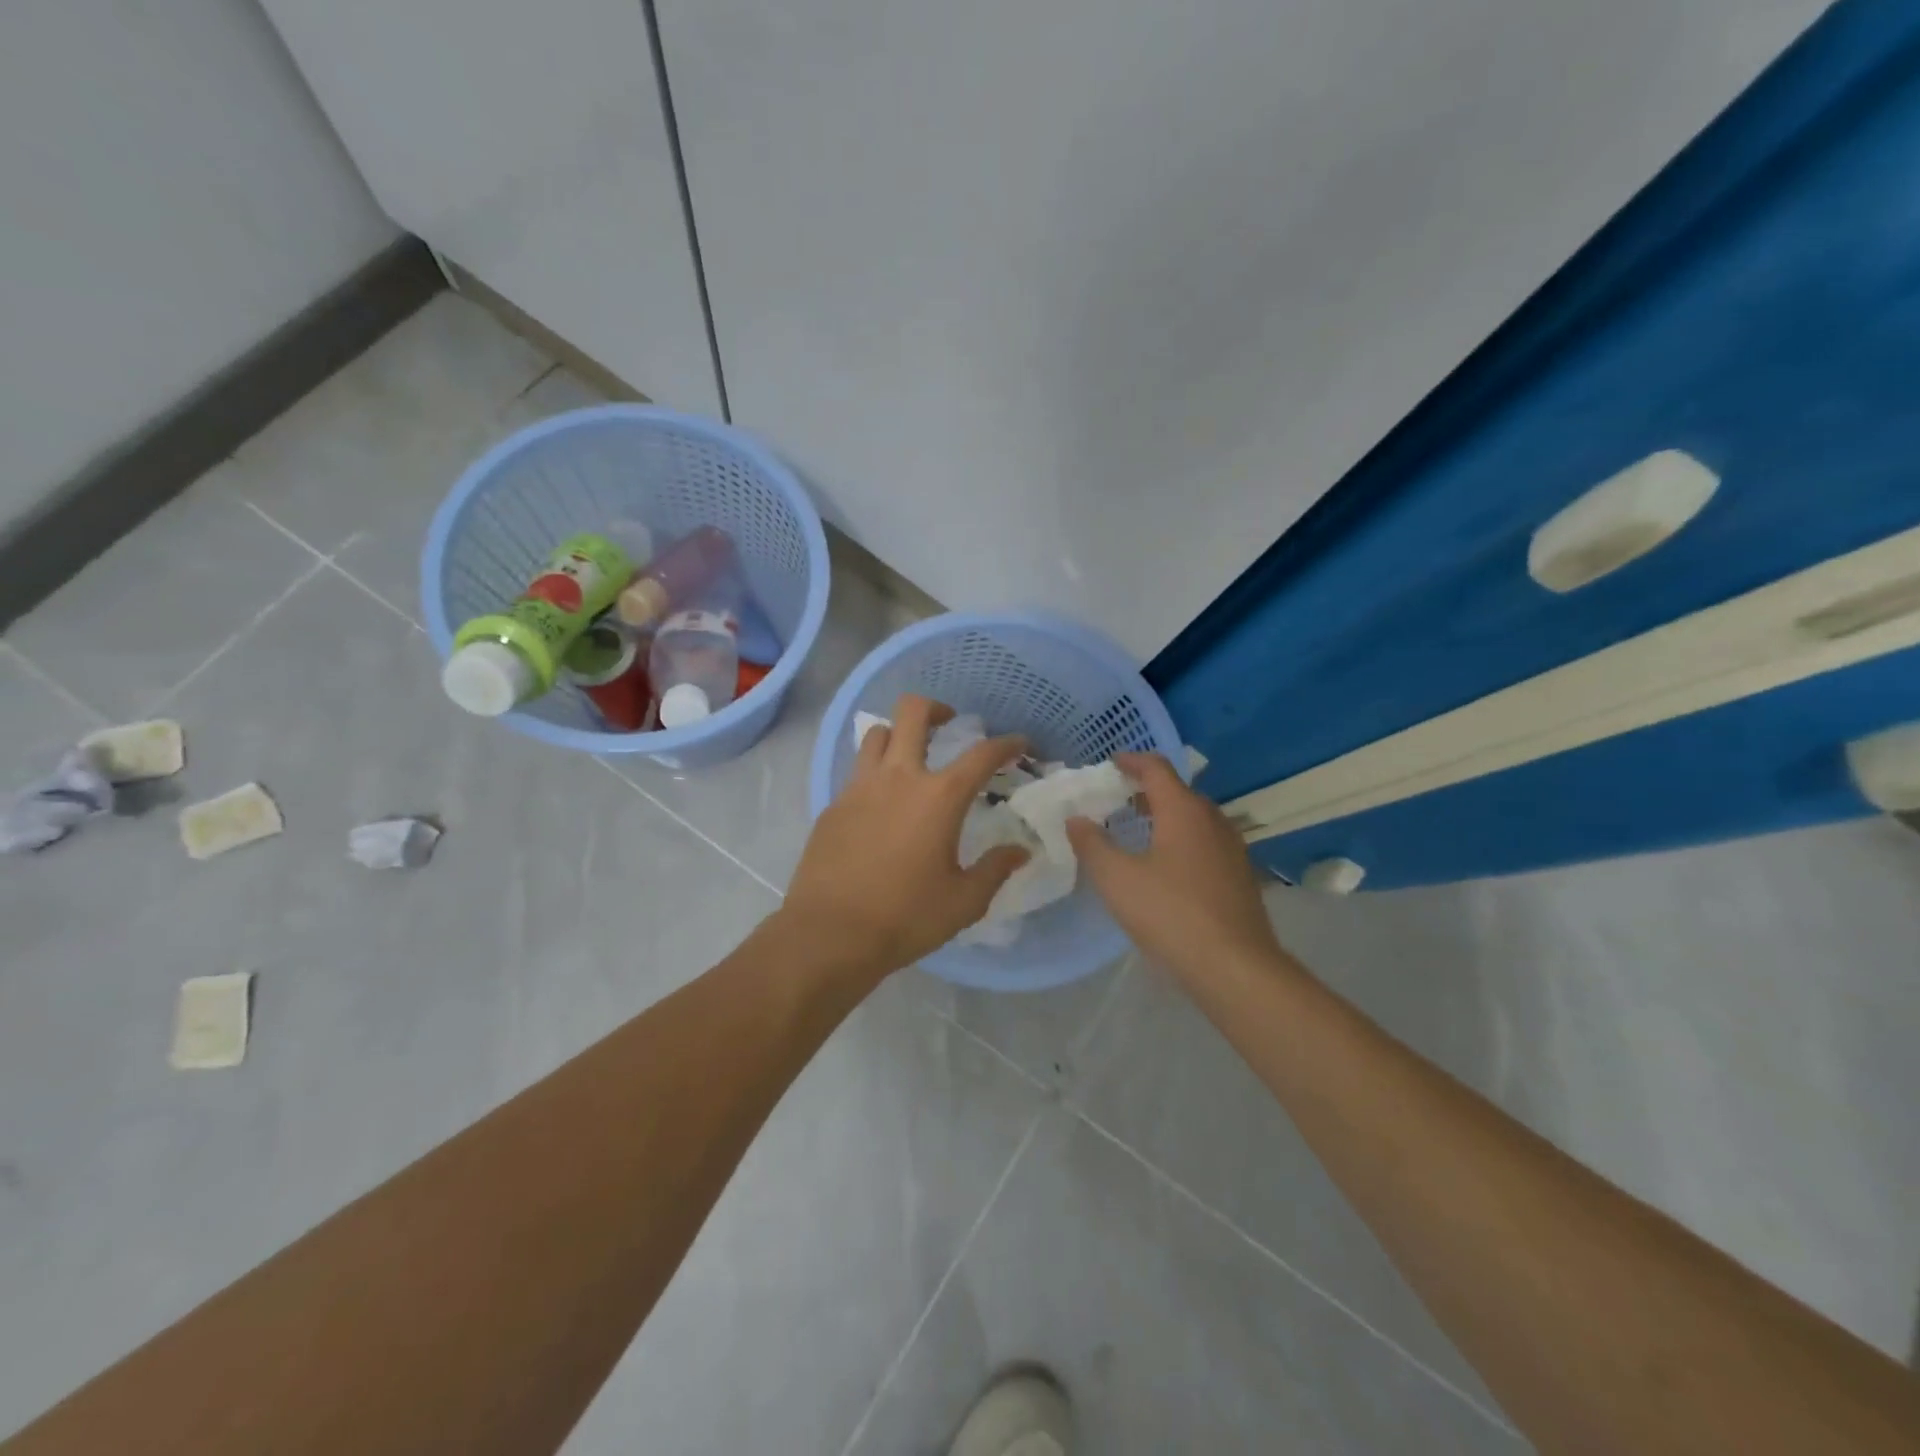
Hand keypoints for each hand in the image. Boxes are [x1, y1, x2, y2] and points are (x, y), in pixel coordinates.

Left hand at [782, 695, 1030, 980]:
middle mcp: (898, 778)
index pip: (982, 754)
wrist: (829, 934)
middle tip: (950, 725)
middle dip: (937, 708)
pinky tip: (881, 806)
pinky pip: (857, 772)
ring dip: (899, 735)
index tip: (1019, 744)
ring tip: (911, 759)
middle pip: (913, 712)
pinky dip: (875, 774)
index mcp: (939, 797)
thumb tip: (1020, 851)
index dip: (1007, 744)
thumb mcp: (963, 901)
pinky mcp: (833, 806)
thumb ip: (995, 870)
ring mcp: (859, 788)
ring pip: (877, 734)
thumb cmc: (905, 917)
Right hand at [1066, 753, 1281, 982]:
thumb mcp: (1117, 879)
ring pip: (1194, 818)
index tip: (1110, 763)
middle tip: (1116, 799)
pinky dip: (1180, 839)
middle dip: (1146, 790)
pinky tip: (1164, 866)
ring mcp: (1231, 849)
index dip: (1132, 761)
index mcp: (1184, 811)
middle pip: (1178, 791)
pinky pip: (1205, 842)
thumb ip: (1092, 844)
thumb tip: (1076, 819)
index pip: (1157, 768)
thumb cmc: (1170, 914)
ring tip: (1136, 831)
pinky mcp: (1239, 876)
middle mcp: (1212, 820)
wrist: (1234, 967)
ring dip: (1165, 816)